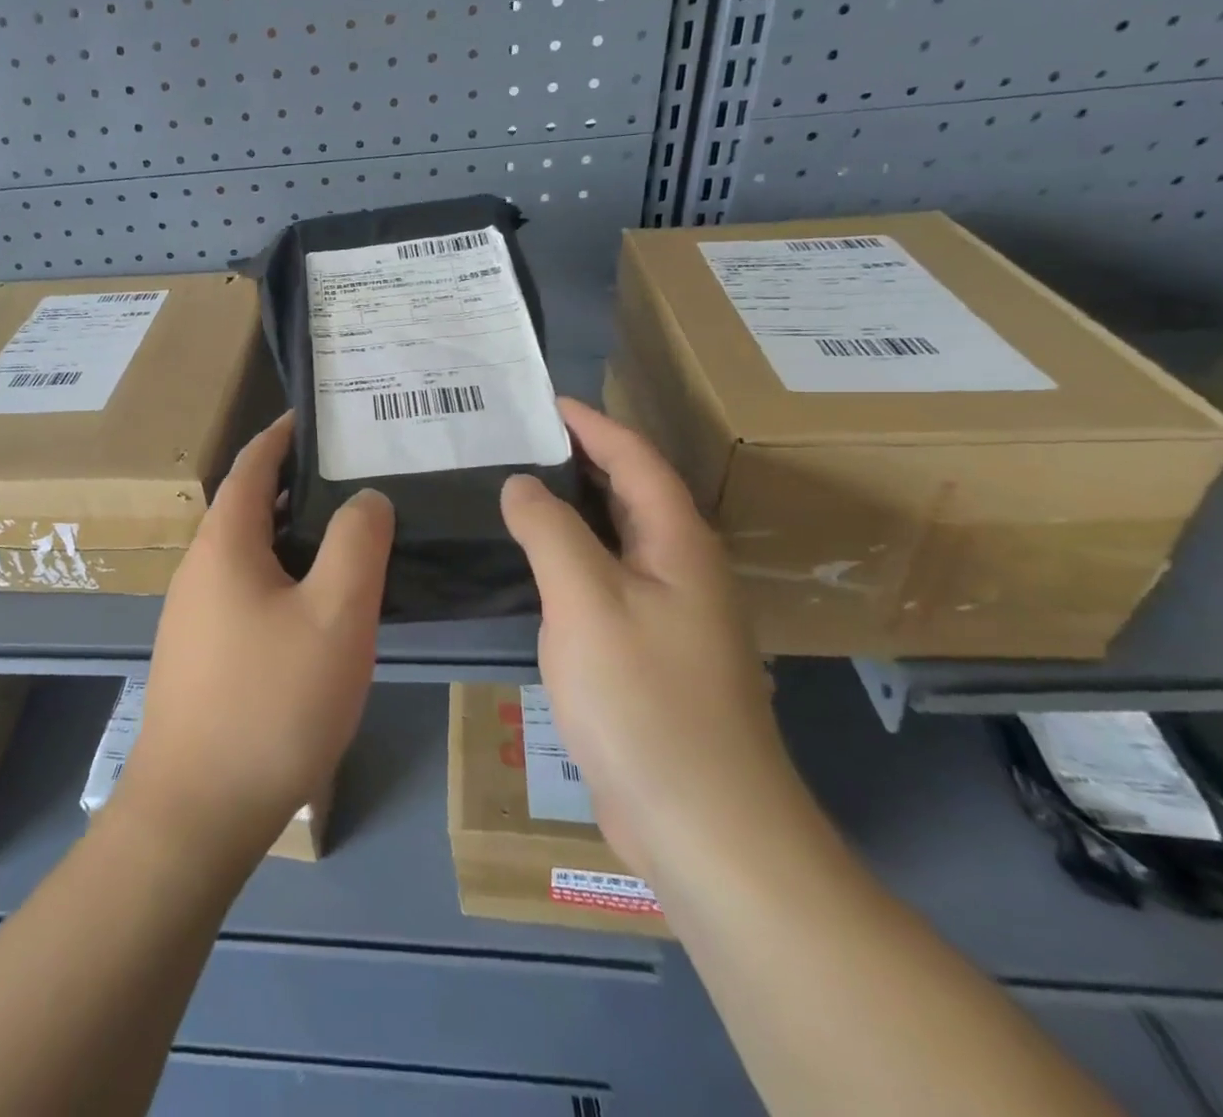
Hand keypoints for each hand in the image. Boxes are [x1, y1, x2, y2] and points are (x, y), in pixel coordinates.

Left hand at [115, 413, 394, 867]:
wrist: (197, 811)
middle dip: (297, 483)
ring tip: (348, 533)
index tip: (320, 416)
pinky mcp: (202, 655)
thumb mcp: (335, 615)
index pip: (253, 464)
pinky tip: (318, 604)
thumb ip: (356, 543)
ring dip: (292, 533)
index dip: (284, 434)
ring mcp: (194, 616)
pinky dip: (283, 575)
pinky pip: (247, 591)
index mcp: (225, 544)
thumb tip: (364, 497)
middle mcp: (200, 569)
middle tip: (355, 475)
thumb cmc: (271, 702)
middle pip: (249, 506)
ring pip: (250, 553)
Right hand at [500, 397, 797, 877]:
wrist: (703, 824)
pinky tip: (536, 567)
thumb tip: (521, 483)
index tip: (546, 400)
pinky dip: (572, 556)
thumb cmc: (644, 699)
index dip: (593, 423)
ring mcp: (670, 615)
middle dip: (582, 458)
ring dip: (574, 508)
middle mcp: (682, 570)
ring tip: (519, 489)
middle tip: (521, 438)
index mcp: (679, 544)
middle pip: (632, 493)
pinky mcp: (651, 653)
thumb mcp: (587, 600)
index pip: (636, 459)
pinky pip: (607, 580)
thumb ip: (550, 531)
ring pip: (618, 539)